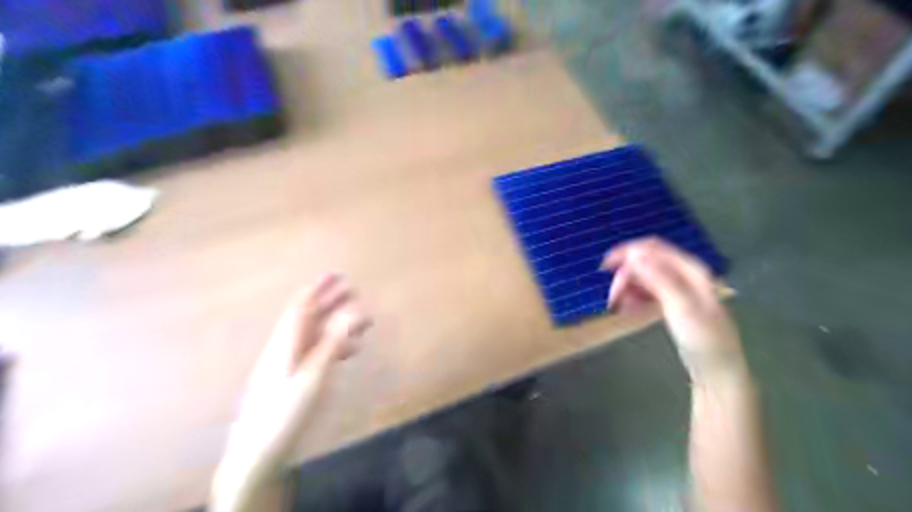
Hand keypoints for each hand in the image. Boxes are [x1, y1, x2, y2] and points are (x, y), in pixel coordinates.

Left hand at [227, 274, 369, 469]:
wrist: (257, 450)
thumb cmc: (285, 410)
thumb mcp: (314, 376)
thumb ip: (333, 343)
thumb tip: (352, 313)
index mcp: (287, 342)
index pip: (303, 306)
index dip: (319, 288)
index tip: (337, 274)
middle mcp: (286, 347)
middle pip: (309, 317)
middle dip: (330, 302)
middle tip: (353, 291)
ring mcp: (288, 364)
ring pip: (315, 335)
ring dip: (337, 324)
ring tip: (361, 324)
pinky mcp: (292, 378)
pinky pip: (316, 352)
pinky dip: (334, 346)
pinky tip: (349, 352)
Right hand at [605, 238, 744, 377]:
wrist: (717, 370)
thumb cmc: (703, 339)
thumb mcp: (681, 307)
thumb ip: (658, 278)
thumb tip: (634, 254)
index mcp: (690, 269)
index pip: (653, 248)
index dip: (627, 252)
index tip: (605, 266)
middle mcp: (682, 274)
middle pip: (645, 262)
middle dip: (625, 276)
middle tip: (613, 299)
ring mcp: (676, 288)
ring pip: (642, 277)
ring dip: (627, 288)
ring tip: (621, 308)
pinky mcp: (670, 301)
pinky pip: (645, 291)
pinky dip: (633, 297)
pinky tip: (629, 310)